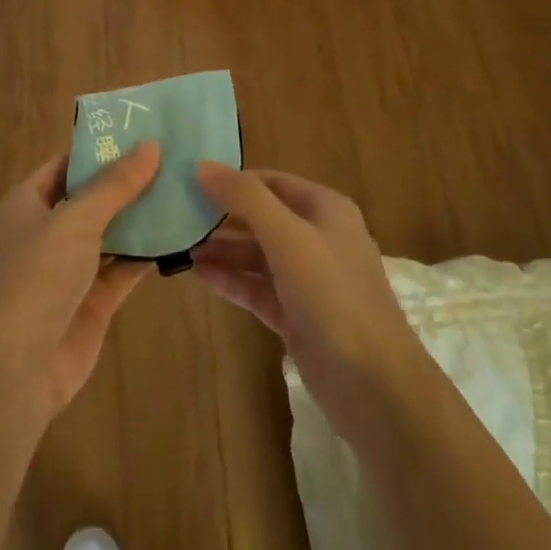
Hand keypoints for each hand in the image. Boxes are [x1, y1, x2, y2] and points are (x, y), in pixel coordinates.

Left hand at [0, 142, 161, 424]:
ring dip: (139, 219)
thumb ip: (114, 185)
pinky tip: (178, 237)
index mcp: (26, 205)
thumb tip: (150, 145)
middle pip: (89, 200)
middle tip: (171, 161)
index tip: (138, 135)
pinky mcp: (90, 302)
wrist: (16, 366)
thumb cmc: (36, 276)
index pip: (63, 166)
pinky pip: (121, 270)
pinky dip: (145, 256)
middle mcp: (45, 233)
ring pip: (109, 235)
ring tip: (182, 190)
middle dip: (125, 184)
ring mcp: (68, 270)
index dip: (97, 151)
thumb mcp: (75, 219)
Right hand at [192, 163, 430, 439]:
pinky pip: (257, 287)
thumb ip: (245, 199)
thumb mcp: (288, 237)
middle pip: (261, 217)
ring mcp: (307, 279)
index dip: (232, 180)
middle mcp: (317, 238)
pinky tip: (199, 274)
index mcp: (325, 209)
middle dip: (222, 217)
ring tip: (179, 246)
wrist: (374, 383)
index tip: (189, 181)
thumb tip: (202, 166)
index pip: (270, 182)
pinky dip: (231, 279)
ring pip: (256, 254)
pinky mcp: (296, 315)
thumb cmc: (333, 295)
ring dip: (222, 249)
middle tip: (176, 215)